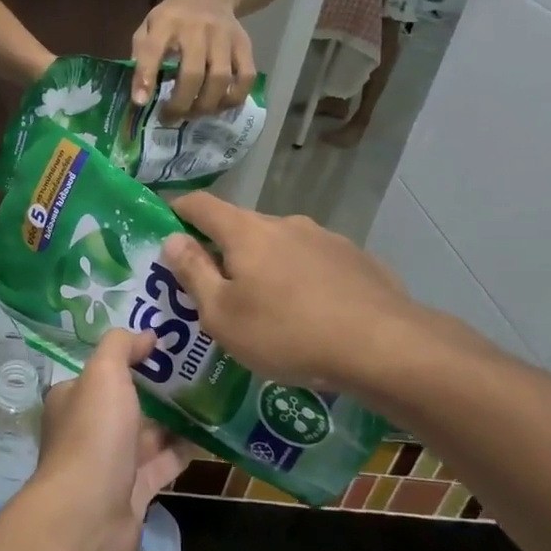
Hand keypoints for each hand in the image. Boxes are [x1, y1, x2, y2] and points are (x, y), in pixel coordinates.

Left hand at [29, 330, 192, 550]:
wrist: (89, 514)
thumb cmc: (93, 435)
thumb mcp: (103, 375)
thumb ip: (120, 347)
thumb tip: (146, 335)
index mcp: (74, 398)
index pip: (104, 371)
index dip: (133, 356)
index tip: (169, 344)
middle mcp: (89, 428)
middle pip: (129, 401)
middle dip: (161, 387)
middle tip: (203, 366)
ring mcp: (112, 462)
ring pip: (149, 432)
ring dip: (177, 417)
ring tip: (216, 394)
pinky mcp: (135, 490)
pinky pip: (164, 462)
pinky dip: (185, 449)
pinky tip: (214, 433)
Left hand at [131, 0, 256, 116]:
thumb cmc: (172, 19)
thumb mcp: (149, 27)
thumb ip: (141, 55)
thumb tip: (140, 95)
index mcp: (165, 22)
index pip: (153, 50)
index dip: (146, 78)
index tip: (141, 102)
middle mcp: (197, 28)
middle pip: (193, 73)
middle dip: (181, 104)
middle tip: (171, 118)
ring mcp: (224, 36)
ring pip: (220, 79)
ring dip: (206, 106)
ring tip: (193, 114)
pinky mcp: (244, 45)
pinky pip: (245, 77)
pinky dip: (233, 98)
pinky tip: (218, 106)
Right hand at [162, 192, 438, 398]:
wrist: (384, 346)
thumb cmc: (286, 333)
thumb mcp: (222, 314)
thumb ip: (193, 273)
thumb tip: (172, 239)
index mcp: (245, 232)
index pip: (201, 204)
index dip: (178, 210)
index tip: (166, 225)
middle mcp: (284, 223)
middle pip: (241, 227)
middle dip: (222, 250)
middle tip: (215, 288)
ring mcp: (325, 238)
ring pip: (280, 245)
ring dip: (264, 266)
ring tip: (267, 308)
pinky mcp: (356, 259)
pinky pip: (313, 262)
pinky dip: (300, 279)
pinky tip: (309, 313)